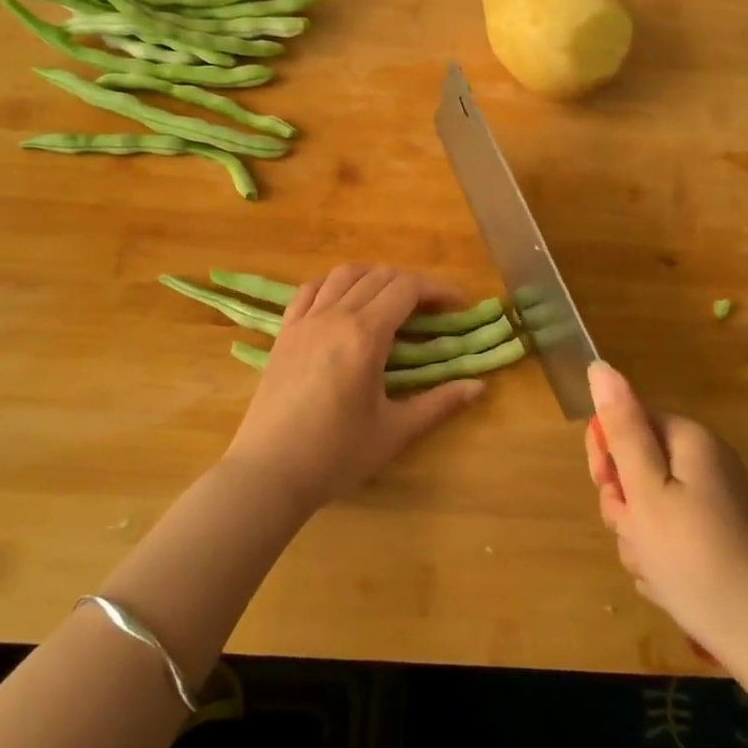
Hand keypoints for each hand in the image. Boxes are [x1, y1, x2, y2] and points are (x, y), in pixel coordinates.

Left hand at [222, 265, 485, 514]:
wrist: (269, 472)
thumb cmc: (336, 455)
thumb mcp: (395, 431)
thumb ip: (439, 403)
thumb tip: (479, 386)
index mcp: (365, 335)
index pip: (408, 289)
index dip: (438, 289)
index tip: (459, 304)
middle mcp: (335, 315)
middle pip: (380, 276)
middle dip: (413, 284)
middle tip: (432, 309)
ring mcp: (305, 321)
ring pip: (344, 274)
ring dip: (374, 277)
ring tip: (390, 299)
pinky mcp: (284, 332)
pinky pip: (309, 290)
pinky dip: (334, 284)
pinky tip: (343, 302)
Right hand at [584, 360, 747, 665]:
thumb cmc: (697, 560)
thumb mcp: (646, 491)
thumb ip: (622, 428)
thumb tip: (600, 367)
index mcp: (689, 440)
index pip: (627, 421)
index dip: (607, 456)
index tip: (610, 491)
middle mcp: (707, 462)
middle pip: (638, 466)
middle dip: (625, 505)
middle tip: (637, 535)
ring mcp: (718, 502)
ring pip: (651, 507)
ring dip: (640, 538)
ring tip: (656, 570)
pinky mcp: (722, 538)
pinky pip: (673, 536)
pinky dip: (663, 558)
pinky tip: (672, 586)